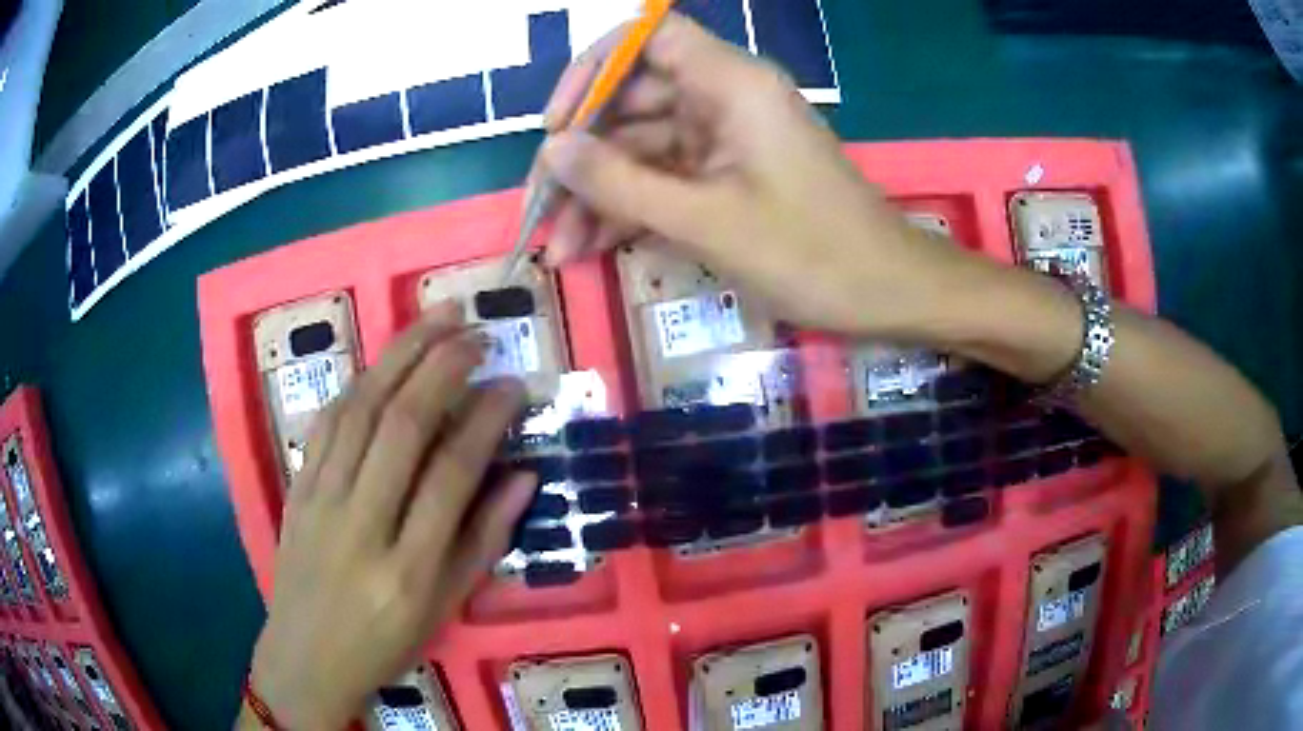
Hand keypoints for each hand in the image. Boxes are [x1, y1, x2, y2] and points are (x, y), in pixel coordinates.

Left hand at [247, 303, 535, 727]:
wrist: (304, 658)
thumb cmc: (383, 644)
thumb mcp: (444, 609)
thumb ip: (483, 541)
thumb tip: (523, 477)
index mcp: (409, 570)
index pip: (452, 474)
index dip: (486, 420)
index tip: (512, 384)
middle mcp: (361, 525)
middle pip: (401, 426)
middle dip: (443, 366)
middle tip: (477, 332)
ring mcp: (320, 501)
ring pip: (360, 409)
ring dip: (400, 354)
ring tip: (436, 318)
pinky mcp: (296, 489)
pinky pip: (327, 422)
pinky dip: (359, 382)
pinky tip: (383, 359)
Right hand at [536, 13, 989, 339]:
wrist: (887, 294)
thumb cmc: (812, 253)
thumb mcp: (706, 220)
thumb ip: (621, 181)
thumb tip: (552, 149)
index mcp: (732, 84)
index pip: (648, 38)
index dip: (594, 69)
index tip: (558, 123)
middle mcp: (726, 98)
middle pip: (634, 102)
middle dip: (584, 155)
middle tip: (541, 210)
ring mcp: (727, 140)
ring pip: (643, 148)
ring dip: (599, 195)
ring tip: (558, 249)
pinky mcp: (730, 176)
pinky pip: (666, 178)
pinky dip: (631, 209)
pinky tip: (593, 248)